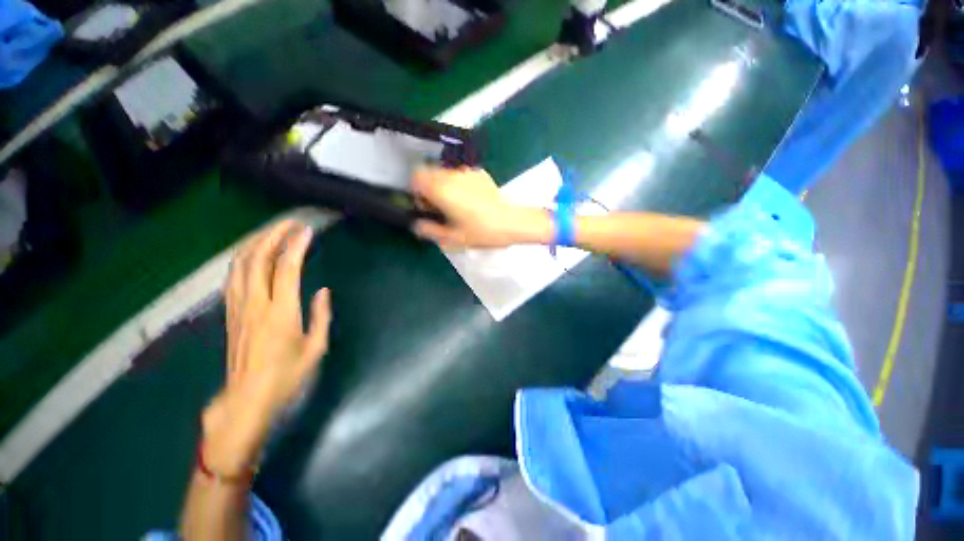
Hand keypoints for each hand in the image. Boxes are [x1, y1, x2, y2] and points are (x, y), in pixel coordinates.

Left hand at [202, 220, 330, 474]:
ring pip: (240, 265)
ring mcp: (238, 307)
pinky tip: (251, 254)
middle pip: (258, 259)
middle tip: (290, 222)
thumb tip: (322, 291)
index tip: (306, 230)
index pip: (286, 268)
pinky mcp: (230, 313)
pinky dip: (243, 259)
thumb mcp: (316, 348)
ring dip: (255, 243)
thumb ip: (321, 316)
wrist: (247, 399)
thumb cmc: (287, 376)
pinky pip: (233, 278)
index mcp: (281, 312)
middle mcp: (255, 304)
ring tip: (271, 231)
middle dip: (272, 235)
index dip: (296, 246)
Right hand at [411, 167, 550, 248]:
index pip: (415, 179)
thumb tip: (418, 225)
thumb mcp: (452, 238)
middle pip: (428, 172)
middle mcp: (451, 175)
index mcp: (440, 189)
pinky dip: (458, 183)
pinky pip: (460, 174)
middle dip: (428, 188)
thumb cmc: (481, 231)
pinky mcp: (479, 173)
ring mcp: (466, 172)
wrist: (511, 222)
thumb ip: (429, 231)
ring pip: (444, 172)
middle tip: (439, 207)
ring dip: (442, 185)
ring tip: (455, 204)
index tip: (427, 208)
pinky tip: (469, 200)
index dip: (417, 194)